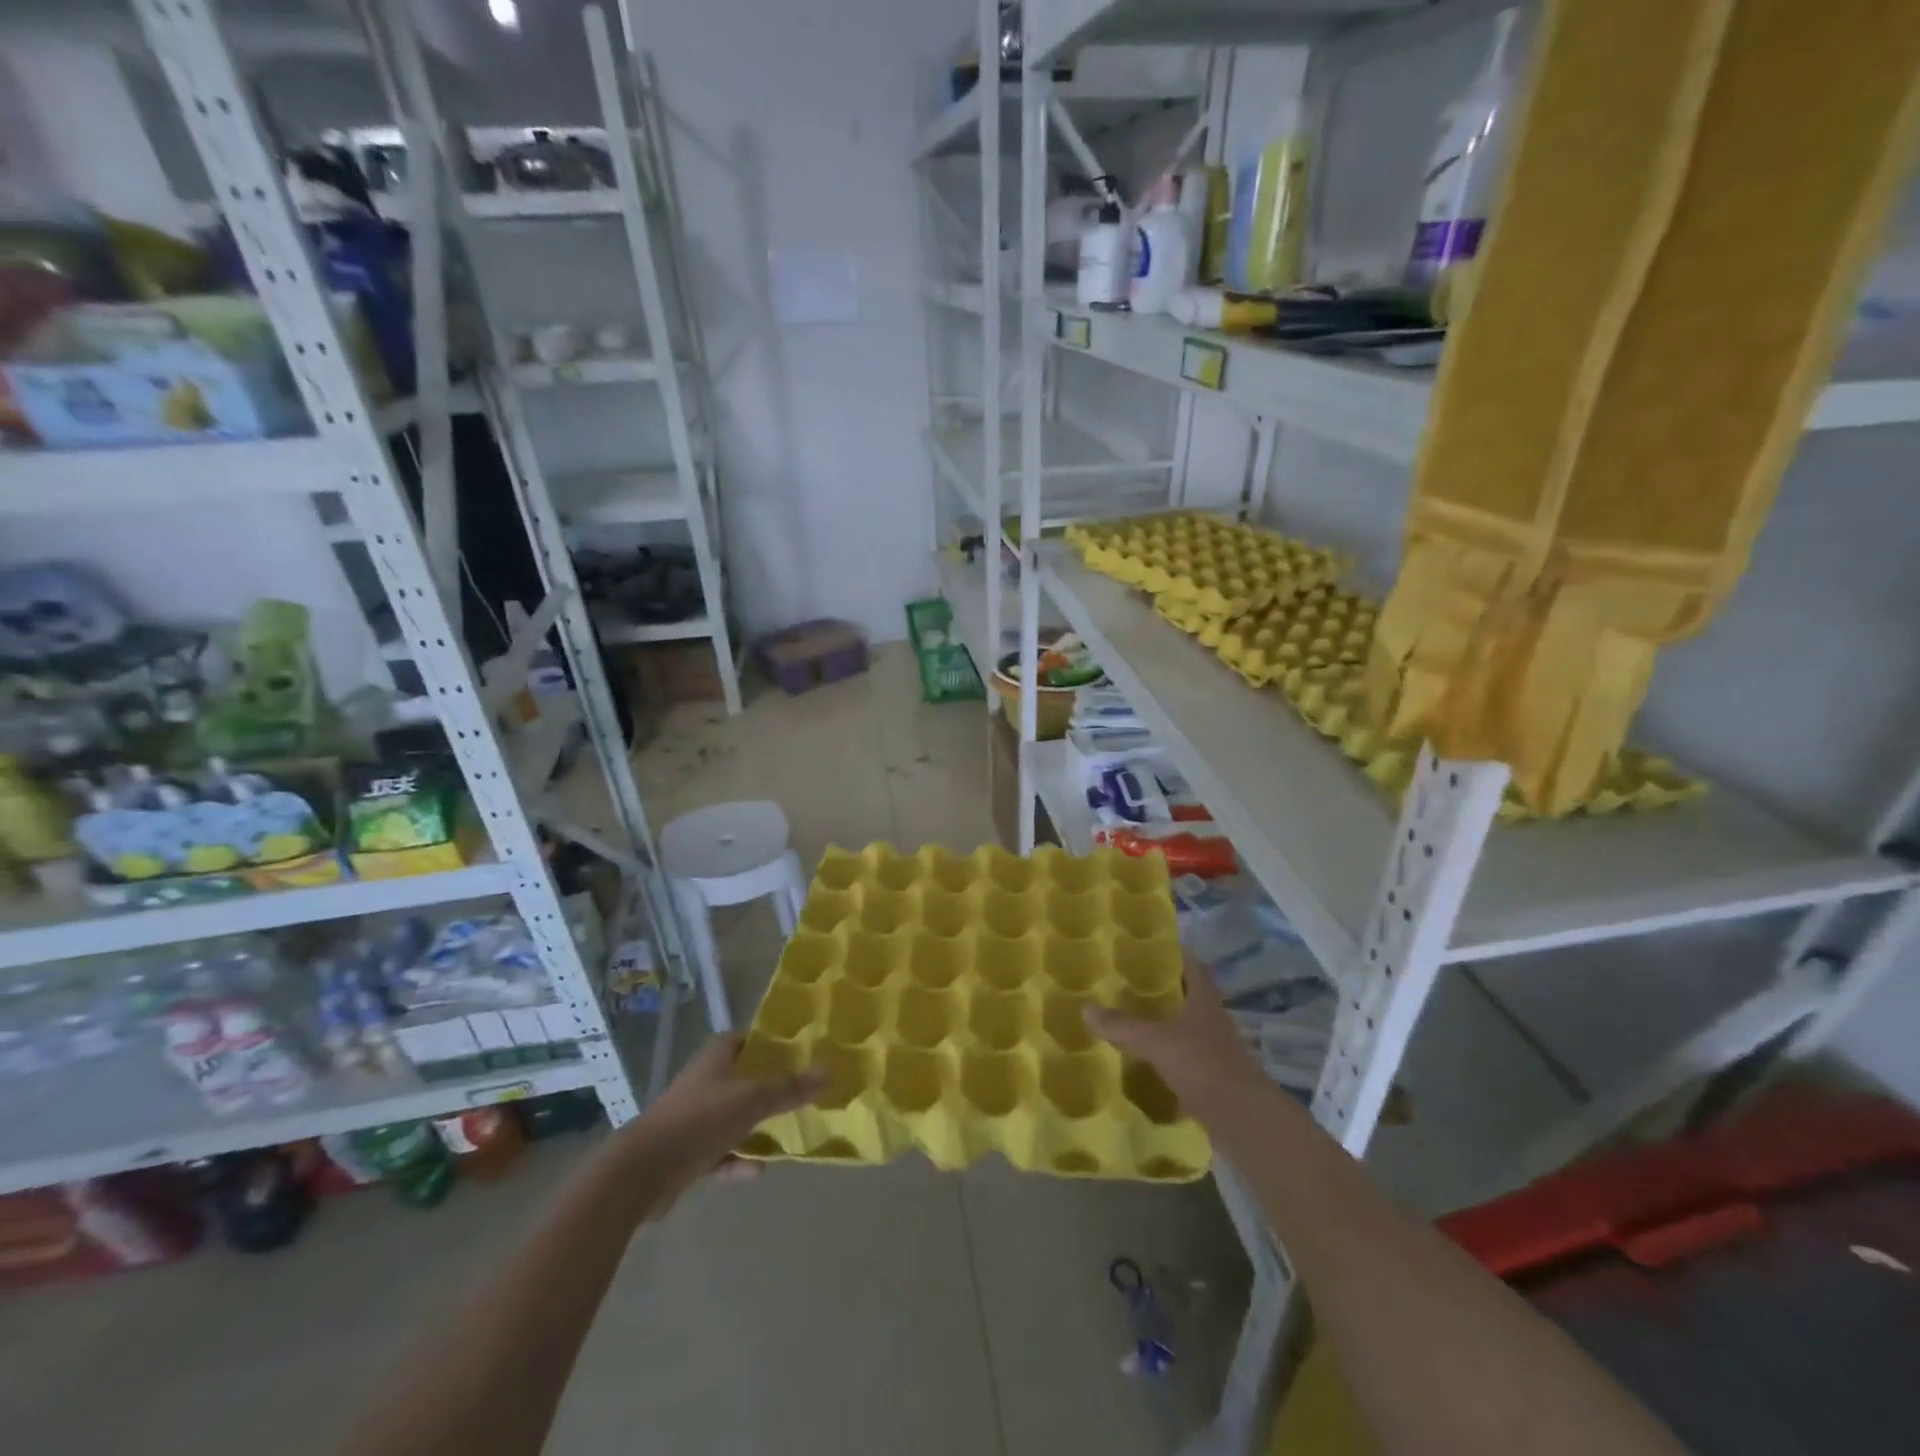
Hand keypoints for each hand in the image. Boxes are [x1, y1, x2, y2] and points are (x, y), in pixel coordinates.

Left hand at [612, 1034, 823, 1206]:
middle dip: (766, 1086)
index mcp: (715, 1059)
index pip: (742, 1039)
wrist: (642, 1173)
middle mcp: (702, 1084)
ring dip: (753, 1127)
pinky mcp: (684, 1155)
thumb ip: (789, 1088)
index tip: (794, 1051)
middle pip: (740, 1079)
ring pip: (730, 1118)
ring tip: (785, 1133)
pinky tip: (758, 1170)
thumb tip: (829, 1070)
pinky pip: (719, 1154)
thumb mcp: (752, 1100)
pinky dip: (737, 1160)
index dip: (765, 1042)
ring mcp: (691, 1120)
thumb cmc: (700, 1120)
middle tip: (799, 1092)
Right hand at [1083, 955, 1263, 1113]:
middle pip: (1188, 995)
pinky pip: (1185, 1056)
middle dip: (1162, 989)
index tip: (1149, 947)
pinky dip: (1167, 1054)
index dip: (1173, 954)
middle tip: (1128, 982)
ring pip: (1186, 1027)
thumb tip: (1086, 1008)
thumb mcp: (1155, 1041)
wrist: (1242, 1118)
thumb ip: (1122, 1025)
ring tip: (1131, 1018)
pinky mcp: (1213, 1077)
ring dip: (1164, 1023)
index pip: (1191, 965)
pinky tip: (1145, 1059)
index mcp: (1204, 1000)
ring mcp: (1216, 1049)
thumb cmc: (1202, 1065)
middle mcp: (1213, 1019)